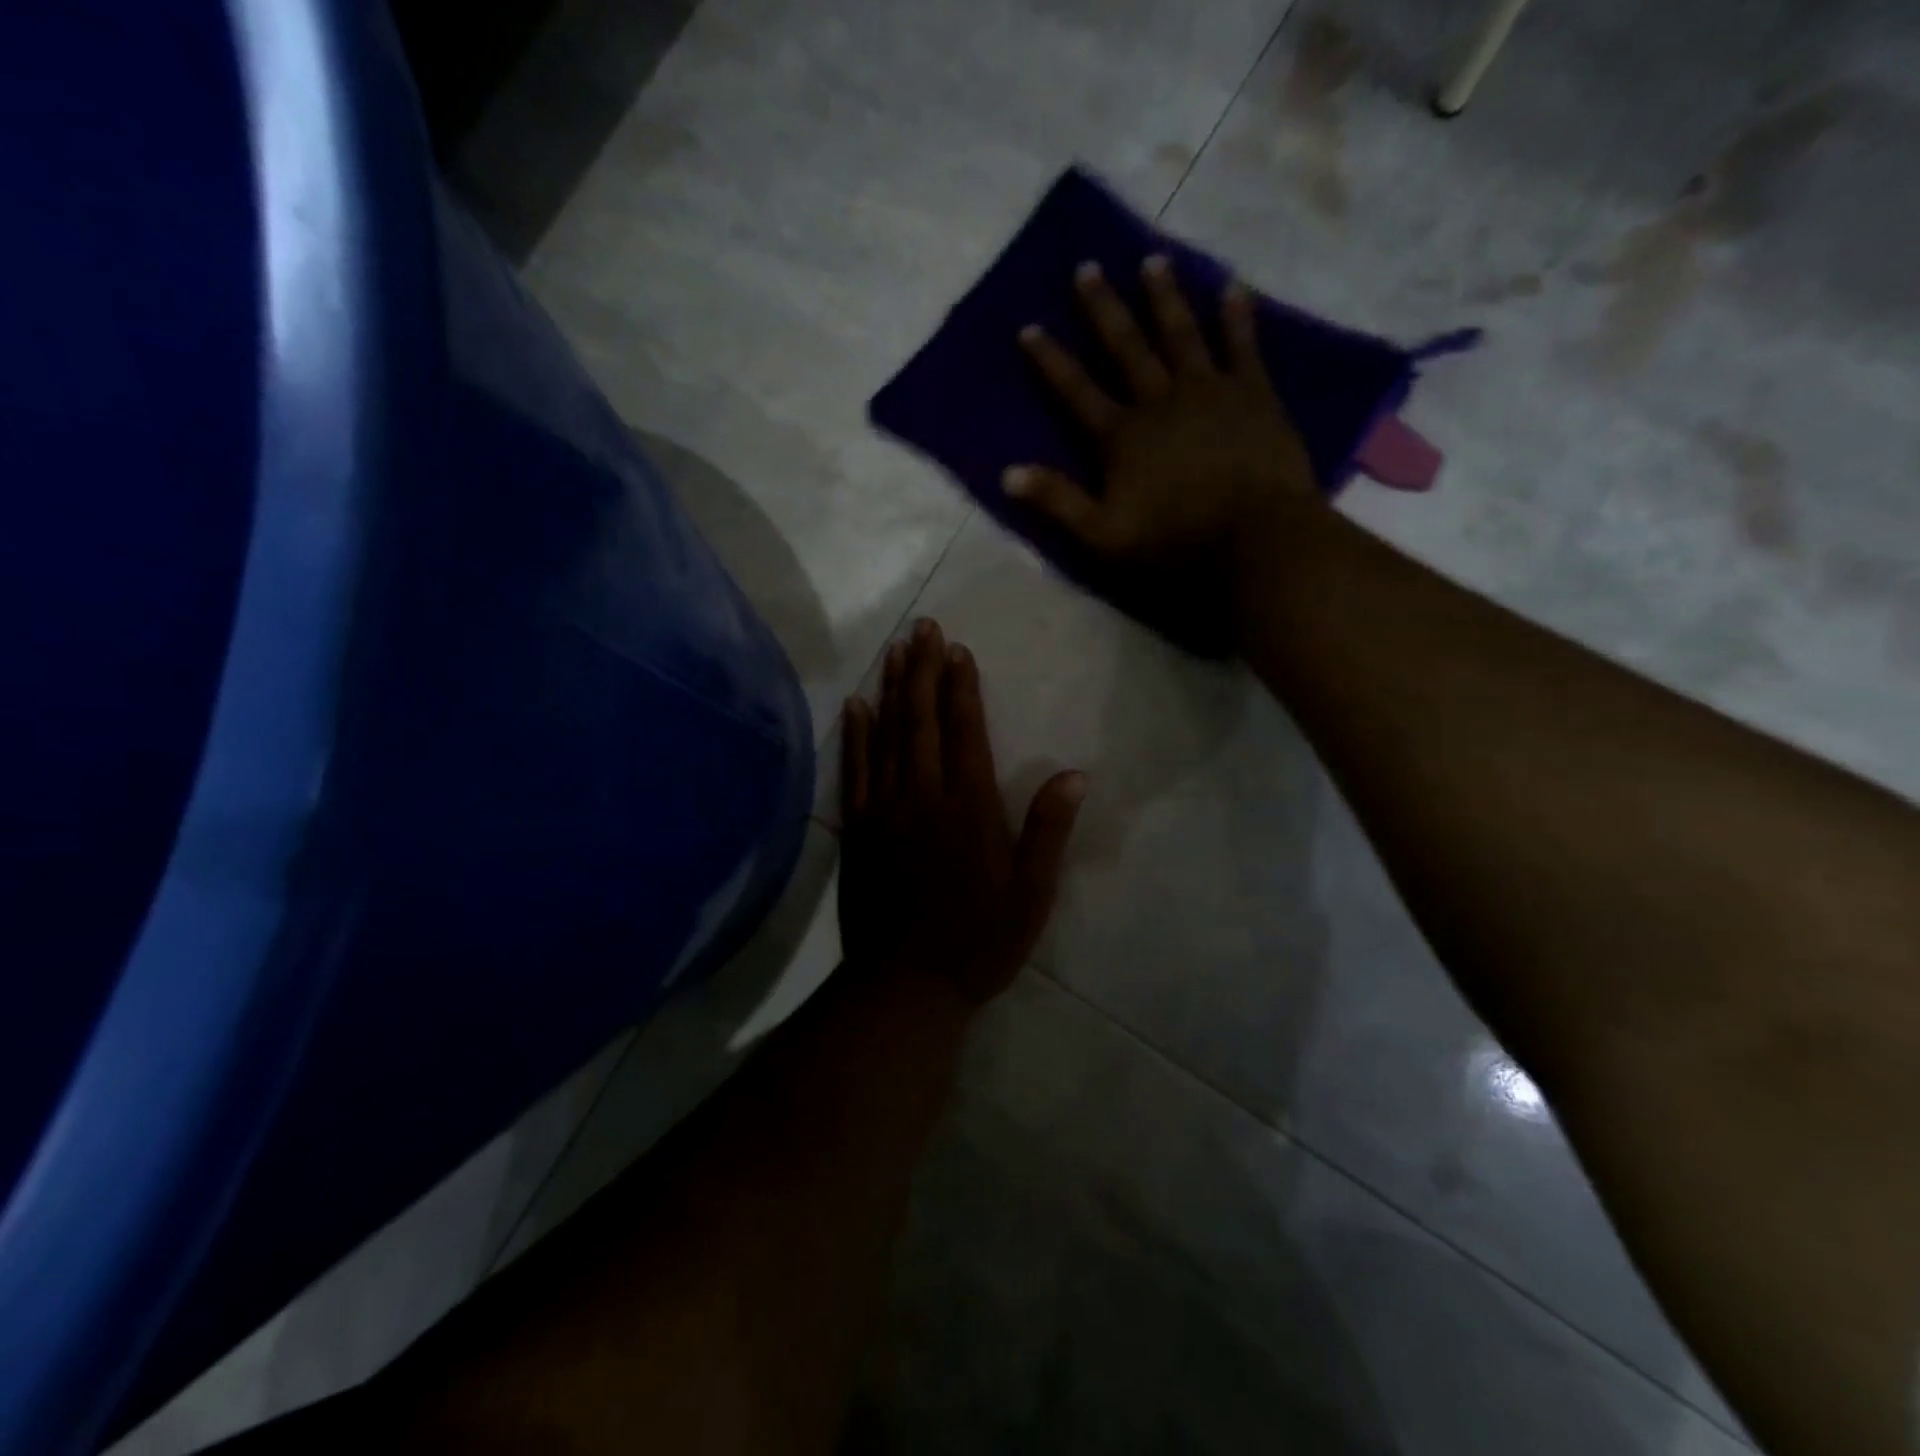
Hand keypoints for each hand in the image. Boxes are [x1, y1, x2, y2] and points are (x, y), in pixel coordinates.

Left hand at [838, 619, 1085, 1005]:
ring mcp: (884, 809)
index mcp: (969, 807)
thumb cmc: (978, 941)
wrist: (905, 984)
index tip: (957, 650)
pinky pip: (856, 769)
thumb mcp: (1030, 894)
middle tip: (923, 627)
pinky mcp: (859, 827)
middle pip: (921, 720)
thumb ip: (1048, 831)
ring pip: (887, 734)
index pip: (964, 731)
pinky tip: (856, 705)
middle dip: (923, 670)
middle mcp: (923, 796)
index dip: (961, 687)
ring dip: (891, 688)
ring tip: (895, 649)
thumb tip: (1075, 774)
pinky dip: (856, 734)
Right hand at [1007, 256, 1318, 572]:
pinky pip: (1242, 344)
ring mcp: (1208, 391)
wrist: (1253, 538)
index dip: (1050, 360)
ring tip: (1154, 261)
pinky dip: (1236, 315)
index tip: (1029, 327)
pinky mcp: (1253, 393)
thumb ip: (1057, 501)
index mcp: (1120, 436)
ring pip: (1181, 333)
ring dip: (1164, 296)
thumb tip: (1006, 474)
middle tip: (1088, 267)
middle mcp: (1159, 400)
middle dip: (1103, 308)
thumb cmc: (1173, 542)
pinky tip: (1232, 287)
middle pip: (1125, 347)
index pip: (1075, 391)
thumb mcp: (1102, 535)